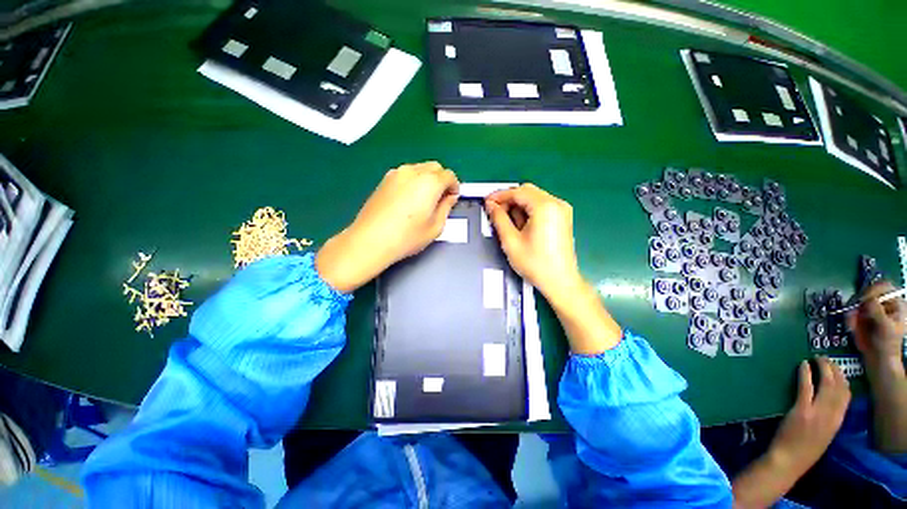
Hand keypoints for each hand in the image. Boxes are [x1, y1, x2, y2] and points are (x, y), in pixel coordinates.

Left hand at [316, 161, 458, 292]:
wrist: (371, 240)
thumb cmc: (407, 237)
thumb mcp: (436, 226)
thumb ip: (446, 207)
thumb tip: (450, 197)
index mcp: (430, 182)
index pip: (449, 175)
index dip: (454, 187)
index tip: (453, 199)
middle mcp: (413, 171)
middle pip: (435, 167)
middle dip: (442, 180)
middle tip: (441, 199)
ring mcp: (397, 173)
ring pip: (420, 168)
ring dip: (428, 179)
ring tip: (424, 199)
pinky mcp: (385, 179)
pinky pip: (406, 174)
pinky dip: (414, 181)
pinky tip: (409, 199)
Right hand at [484, 184, 581, 303]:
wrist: (560, 281)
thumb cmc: (535, 263)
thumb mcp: (511, 241)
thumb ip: (499, 219)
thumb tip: (490, 205)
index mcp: (545, 207)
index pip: (518, 192)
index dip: (500, 195)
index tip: (486, 202)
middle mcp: (556, 203)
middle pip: (527, 192)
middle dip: (509, 200)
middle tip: (495, 213)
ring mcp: (562, 210)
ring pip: (534, 198)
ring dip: (518, 205)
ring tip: (507, 222)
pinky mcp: (563, 217)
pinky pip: (542, 206)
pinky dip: (528, 210)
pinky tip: (521, 225)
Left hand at [768, 358, 849, 475]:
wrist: (788, 461)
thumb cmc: (803, 450)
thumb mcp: (824, 434)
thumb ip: (828, 419)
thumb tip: (826, 402)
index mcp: (838, 422)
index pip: (847, 396)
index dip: (844, 379)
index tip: (838, 369)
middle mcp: (832, 416)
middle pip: (839, 387)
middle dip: (834, 369)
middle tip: (826, 359)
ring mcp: (817, 413)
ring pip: (826, 384)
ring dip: (822, 368)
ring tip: (816, 358)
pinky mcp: (801, 410)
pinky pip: (806, 387)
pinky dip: (806, 373)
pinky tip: (803, 364)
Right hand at [847, 281, 905, 363]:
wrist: (878, 357)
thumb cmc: (887, 343)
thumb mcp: (885, 327)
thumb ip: (878, 311)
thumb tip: (867, 300)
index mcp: (895, 303)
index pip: (884, 287)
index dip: (873, 290)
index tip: (863, 299)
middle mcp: (882, 303)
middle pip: (868, 293)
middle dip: (859, 303)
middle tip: (854, 313)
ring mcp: (871, 309)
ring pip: (857, 302)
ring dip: (852, 311)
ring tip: (852, 324)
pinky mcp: (860, 315)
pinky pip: (851, 311)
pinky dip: (849, 317)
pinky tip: (851, 326)